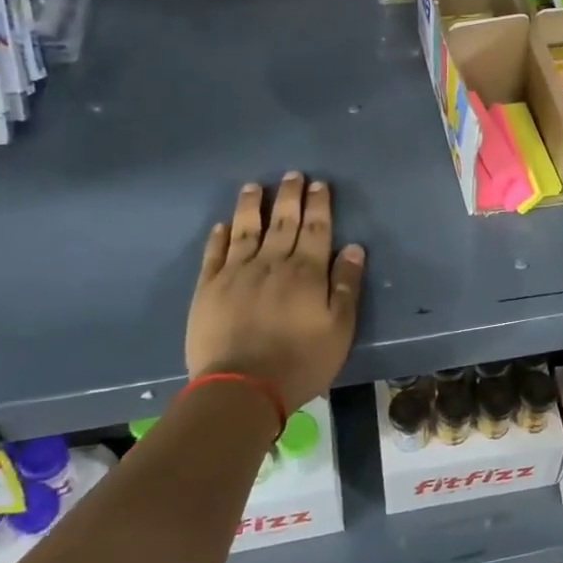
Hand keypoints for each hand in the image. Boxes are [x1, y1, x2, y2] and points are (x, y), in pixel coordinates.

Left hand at [187, 174, 367, 412]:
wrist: (241, 388)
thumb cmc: (300, 361)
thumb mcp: (340, 329)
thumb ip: (346, 285)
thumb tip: (354, 247)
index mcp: (307, 272)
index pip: (316, 228)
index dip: (318, 204)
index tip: (318, 184)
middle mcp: (272, 263)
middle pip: (283, 222)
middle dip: (289, 196)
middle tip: (292, 174)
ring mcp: (237, 273)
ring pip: (246, 229)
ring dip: (251, 205)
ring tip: (253, 186)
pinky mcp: (209, 289)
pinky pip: (214, 254)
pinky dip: (219, 237)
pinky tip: (222, 225)